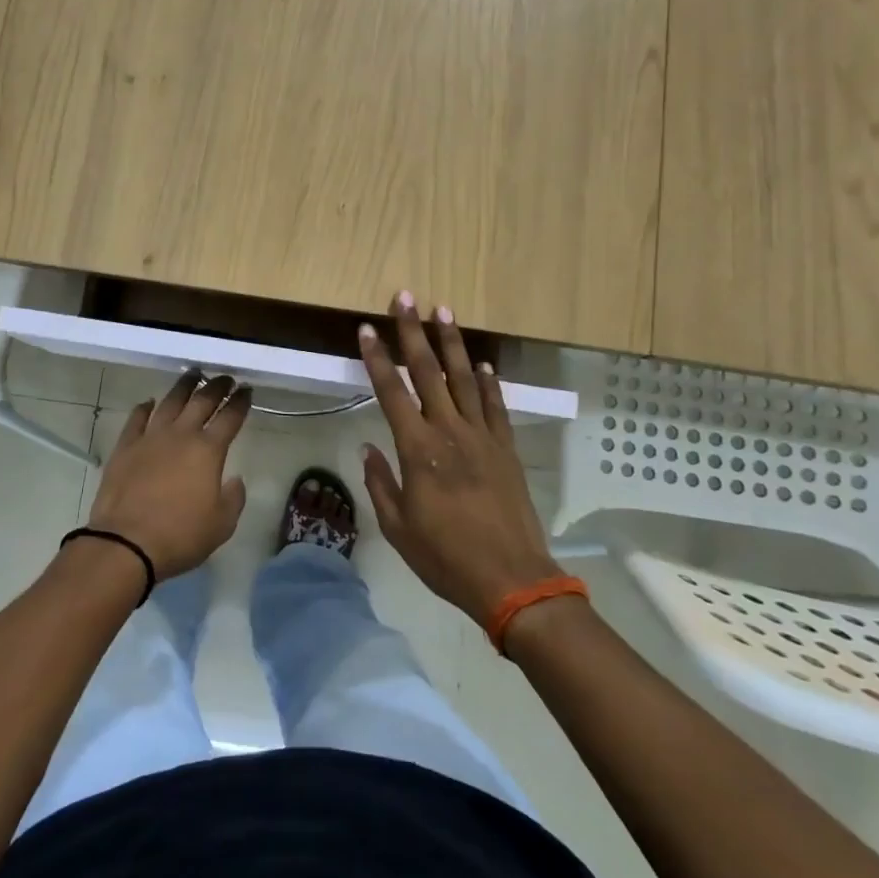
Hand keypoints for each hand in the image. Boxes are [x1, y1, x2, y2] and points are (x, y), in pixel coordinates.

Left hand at [85, 371, 252, 579]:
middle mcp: (180, 435)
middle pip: (201, 401)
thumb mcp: (222, 525)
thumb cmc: (180, 536)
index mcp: (208, 451)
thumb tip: (234, 480)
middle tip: (225, 377)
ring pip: (169, 402)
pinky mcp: (125, 447)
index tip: (247, 390)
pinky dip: (144, 407)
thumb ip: (233, 498)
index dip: (241, 402)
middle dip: (216, 386)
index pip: (230, 418)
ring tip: (192, 375)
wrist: (126, 543)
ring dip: (183, 386)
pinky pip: (137, 418)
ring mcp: (150, 438)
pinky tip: (149, 402)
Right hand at [357, 293, 557, 627]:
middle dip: (413, 332)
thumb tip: (370, 446)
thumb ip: (380, 482)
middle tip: (405, 297)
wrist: (511, 579)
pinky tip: (482, 363)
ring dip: (451, 343)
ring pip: (464, 379)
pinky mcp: (506, 449)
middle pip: (427, 372)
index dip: (377, 358)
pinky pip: (495, 406)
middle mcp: (449, 432)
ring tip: (443, 311)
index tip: (367, 329)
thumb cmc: (445, 557)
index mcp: (417, 450)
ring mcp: (482, 437)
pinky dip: (488, 382)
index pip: (391, 392)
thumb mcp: (398, 527)